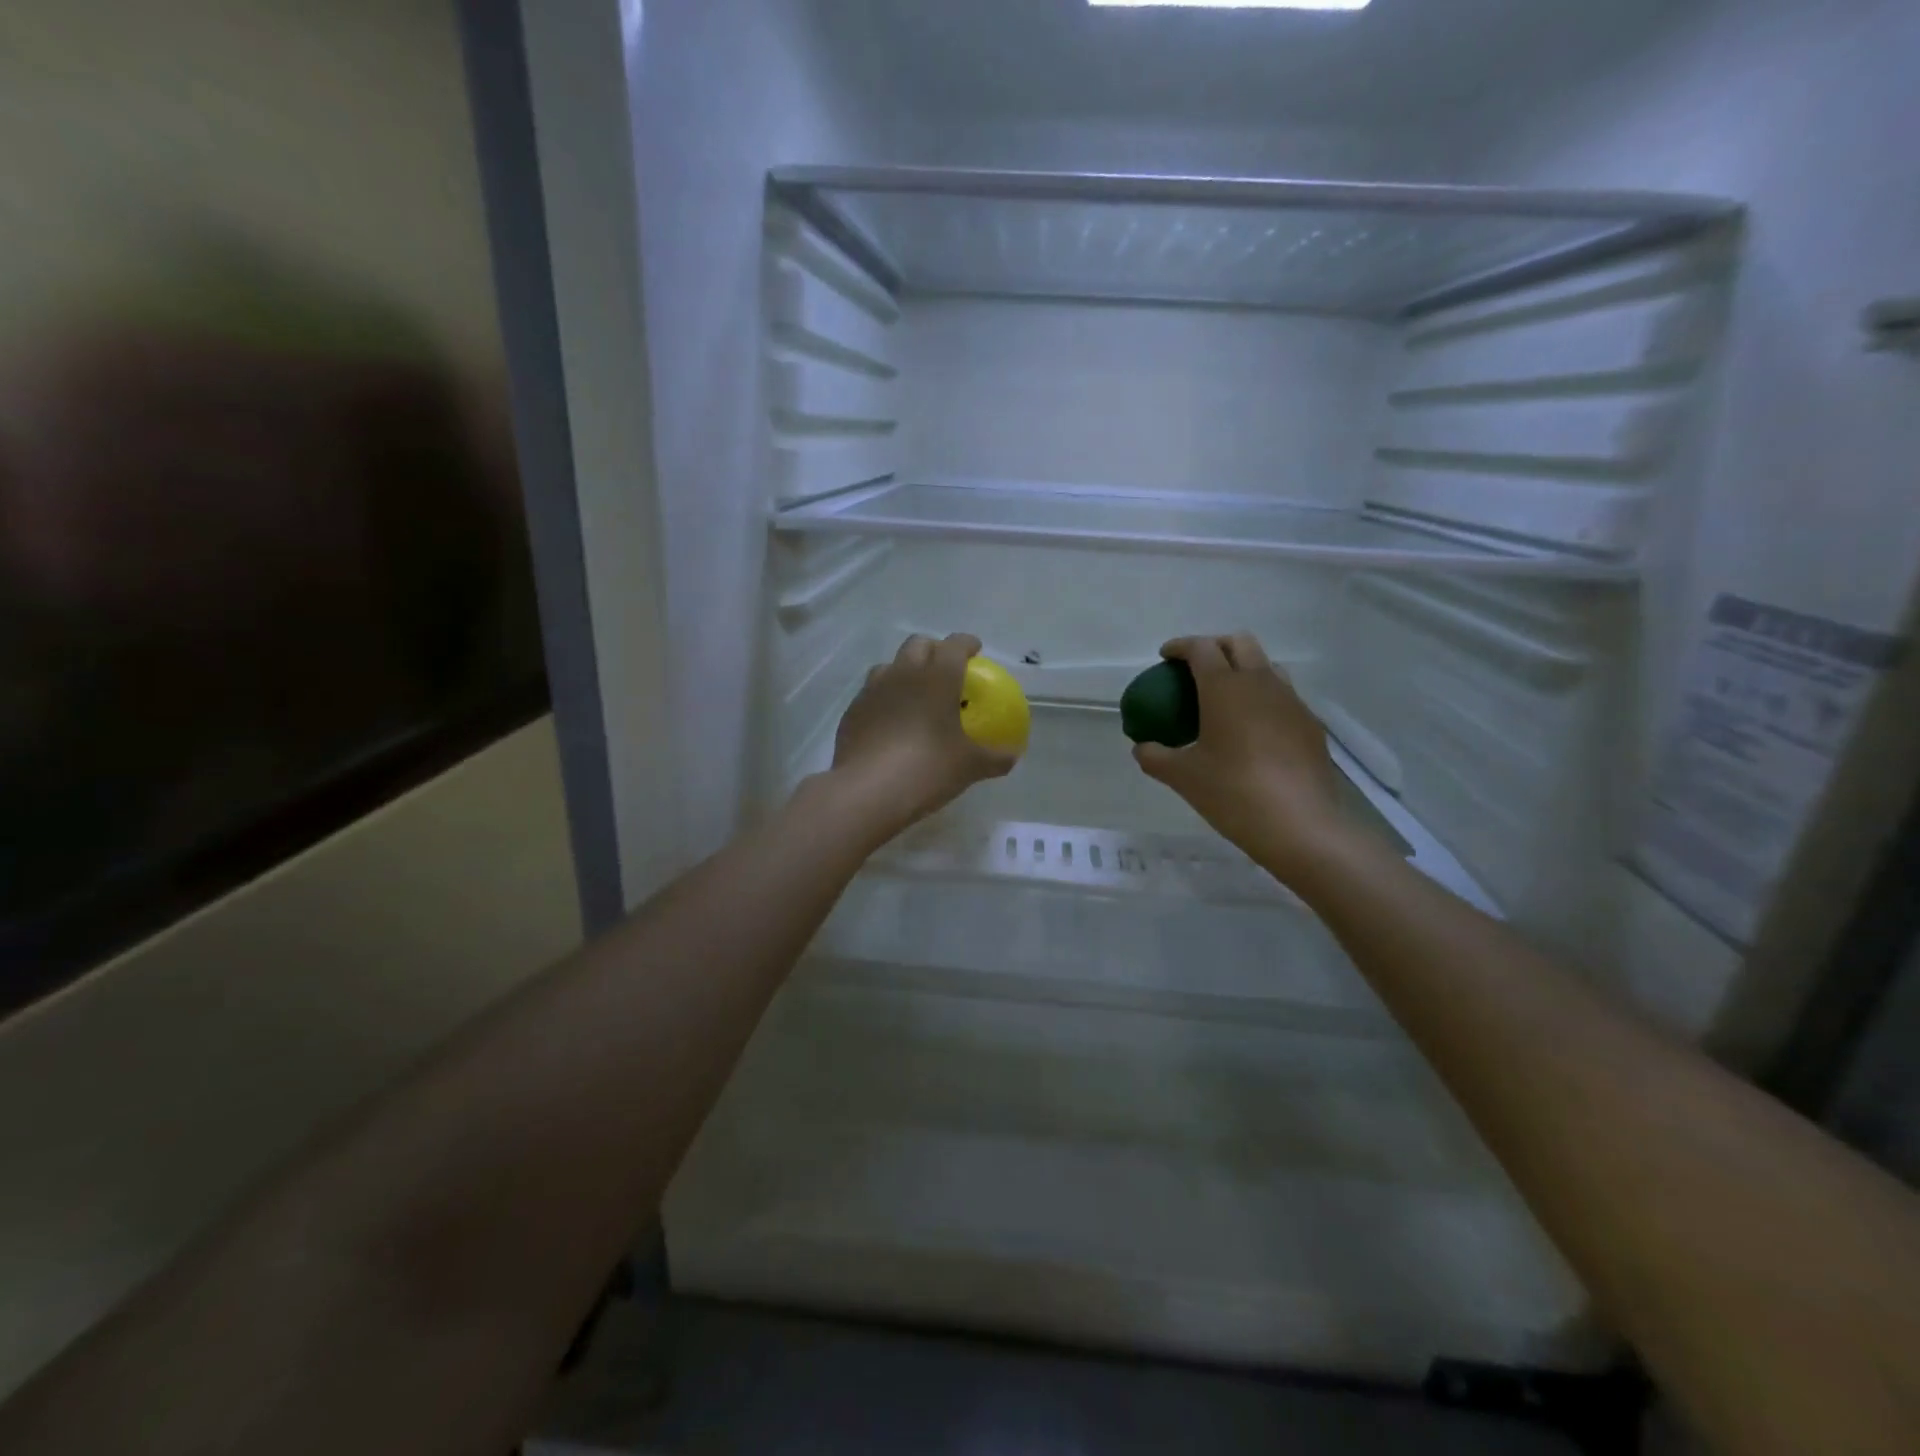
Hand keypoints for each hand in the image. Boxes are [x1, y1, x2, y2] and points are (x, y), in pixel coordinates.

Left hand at [826, 634, 1017, 843]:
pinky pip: (871, 695)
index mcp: (937, 677)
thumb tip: (1012, 756)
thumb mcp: (970, 767)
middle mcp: (903, 674)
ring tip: (915, 694)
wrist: (867, 791)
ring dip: (904, 672)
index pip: (954, 645)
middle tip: (946, 669)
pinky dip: (884, 700)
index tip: (975, 650)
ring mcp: (872, 691)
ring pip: (889, 666)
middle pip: (918, 645)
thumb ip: (995, 758)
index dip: (967, 644)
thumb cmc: (927, 768)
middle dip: (934, 650)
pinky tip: (891, 723)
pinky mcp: (852, 713)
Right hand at [1133, 633, 1349, 880]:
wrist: (1300, 826)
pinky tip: (1254, 731)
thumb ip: (1155, 757)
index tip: (1166, 656)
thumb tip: (1142, 748)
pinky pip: (1284, 698)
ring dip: (1244, 669)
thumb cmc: (1232, 793)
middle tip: (1196, 669)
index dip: (1181, 647)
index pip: (1201, 648)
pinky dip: (1264, 700)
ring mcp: (1292, 702)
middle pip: (1239, 643)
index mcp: (1224, 688)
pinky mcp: (1310, 725)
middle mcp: (1261, 683)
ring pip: (1267, 666)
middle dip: (1215, 646)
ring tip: (1226, 698)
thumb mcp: (1182, 777)